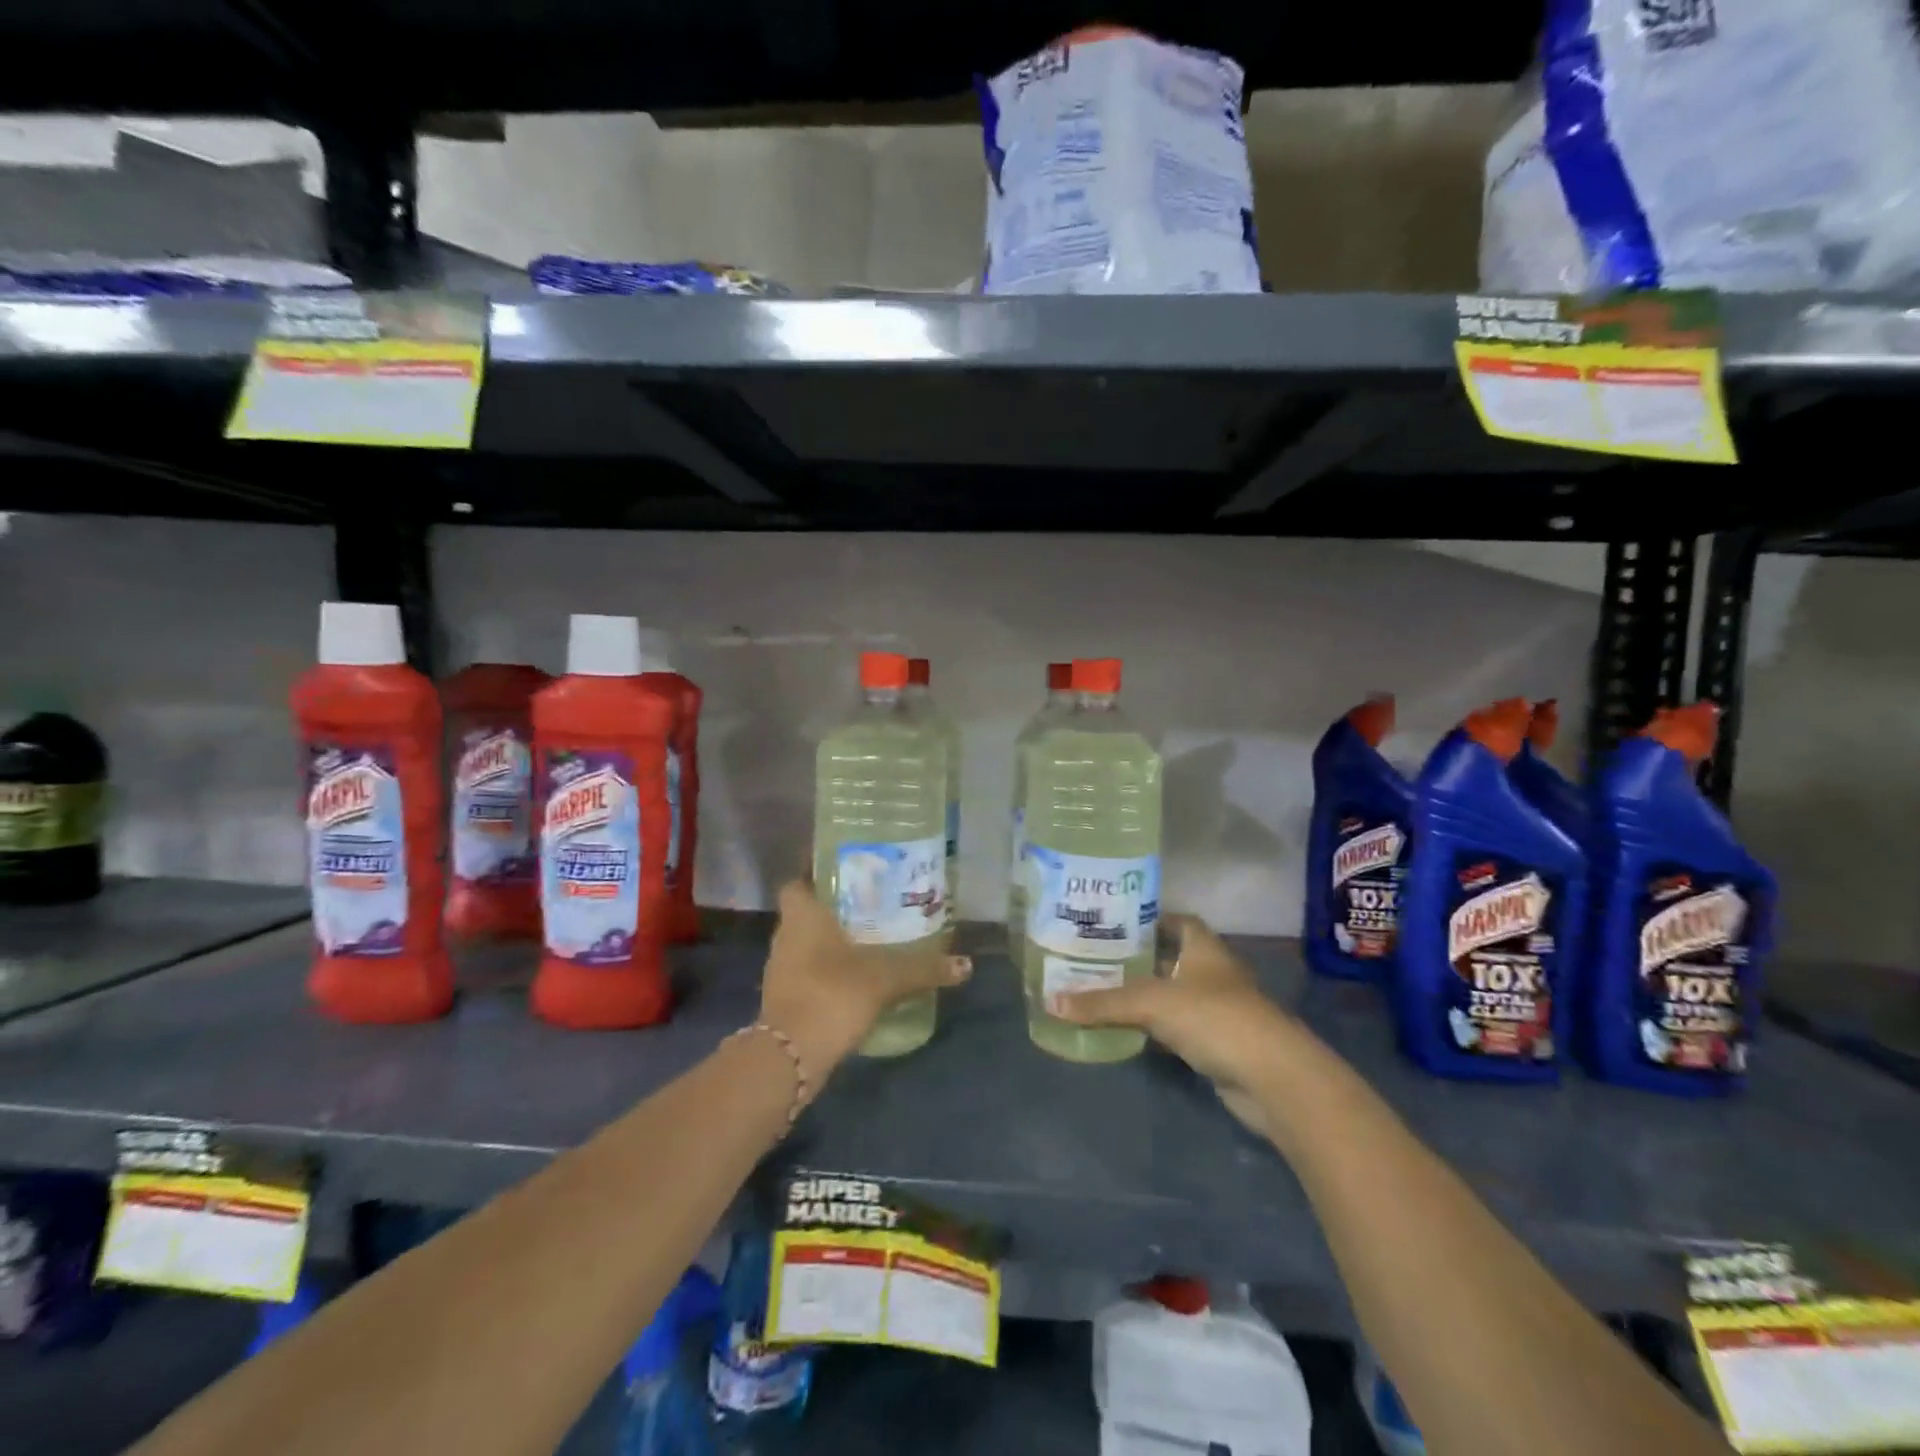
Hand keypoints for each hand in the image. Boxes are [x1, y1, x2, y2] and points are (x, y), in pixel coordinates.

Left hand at [760, 880, 970, 1090]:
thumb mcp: (884, 978)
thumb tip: (965, 965)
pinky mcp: (786, 998)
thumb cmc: (831, 995)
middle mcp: (786, 935)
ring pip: (807, 941)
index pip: (798, 880)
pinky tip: (858, 974)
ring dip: (832, 938)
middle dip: (835, 906)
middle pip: (807, 910)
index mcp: (801, 915)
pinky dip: (829, 968)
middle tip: (871, 900)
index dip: (816, 872)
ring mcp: (782, 969)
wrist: (790, 1058)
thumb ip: (923, 968)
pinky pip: (809, 970)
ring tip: (870, 934)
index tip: (845, 870)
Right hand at [1048, 916, 1299, 1136]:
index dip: (1149, 919)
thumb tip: (1051, 1002)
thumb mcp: (1151, 1003)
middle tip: (1091, 958)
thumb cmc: (1214, 1018)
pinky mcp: (1215, 1043)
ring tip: (1096, 991)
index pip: (1177, 921)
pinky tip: (1122, 1030)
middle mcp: (1211, 972)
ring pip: (1170, 995)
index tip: (1113, 922)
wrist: (1272, 1078)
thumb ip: (1103, 1003)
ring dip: (1141, 996)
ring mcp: (1216, 1009)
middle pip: (1169, 958)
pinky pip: (1175, 1028)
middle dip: (1135, 959)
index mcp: (1203, 947)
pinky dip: (1152, 1028)